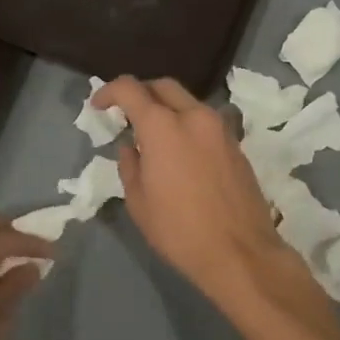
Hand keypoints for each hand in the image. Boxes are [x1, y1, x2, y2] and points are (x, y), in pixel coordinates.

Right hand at [94, 76, 322, 320]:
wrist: (240, 253)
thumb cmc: (179, 231)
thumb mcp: (139, 202)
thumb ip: (130, 164)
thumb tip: (132, 146)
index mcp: (163, 126)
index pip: (130, 89)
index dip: (109, 91)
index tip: (99, 105)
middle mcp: (194, 116)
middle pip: (163, 86)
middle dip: (141, 92)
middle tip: (126, 113)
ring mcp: (220, 128)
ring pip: (187, 101)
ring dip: (167, 108)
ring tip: (153, 134)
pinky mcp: (236, 144)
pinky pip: (204, 121)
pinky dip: (187, 124)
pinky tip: (179, 151)